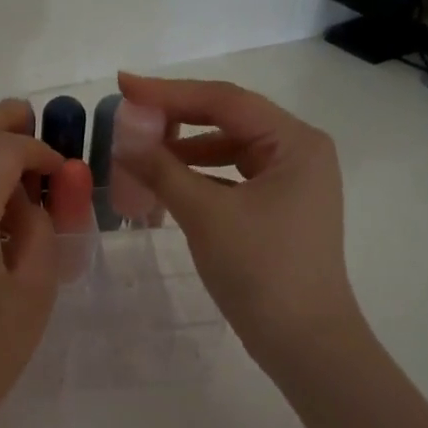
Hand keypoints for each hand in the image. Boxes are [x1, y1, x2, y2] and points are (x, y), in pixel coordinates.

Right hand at [113, 73, 363, 378]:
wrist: (304, 342)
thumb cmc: (261, 271)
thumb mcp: (206, 215)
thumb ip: (163, 170)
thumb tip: (123, 137)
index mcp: (295, 142)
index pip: (225, 100)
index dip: (169, 92)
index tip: (123, 84)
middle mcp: (299, 153)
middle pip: (229, 121)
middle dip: (177, 119)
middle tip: (128, 118)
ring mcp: (291, 183)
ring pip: (229, 151)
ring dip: (185, 151)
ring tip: (139, 154)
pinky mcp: (279, 210)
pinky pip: (232, 179)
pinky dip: (199, 178)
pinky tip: (166, 184)